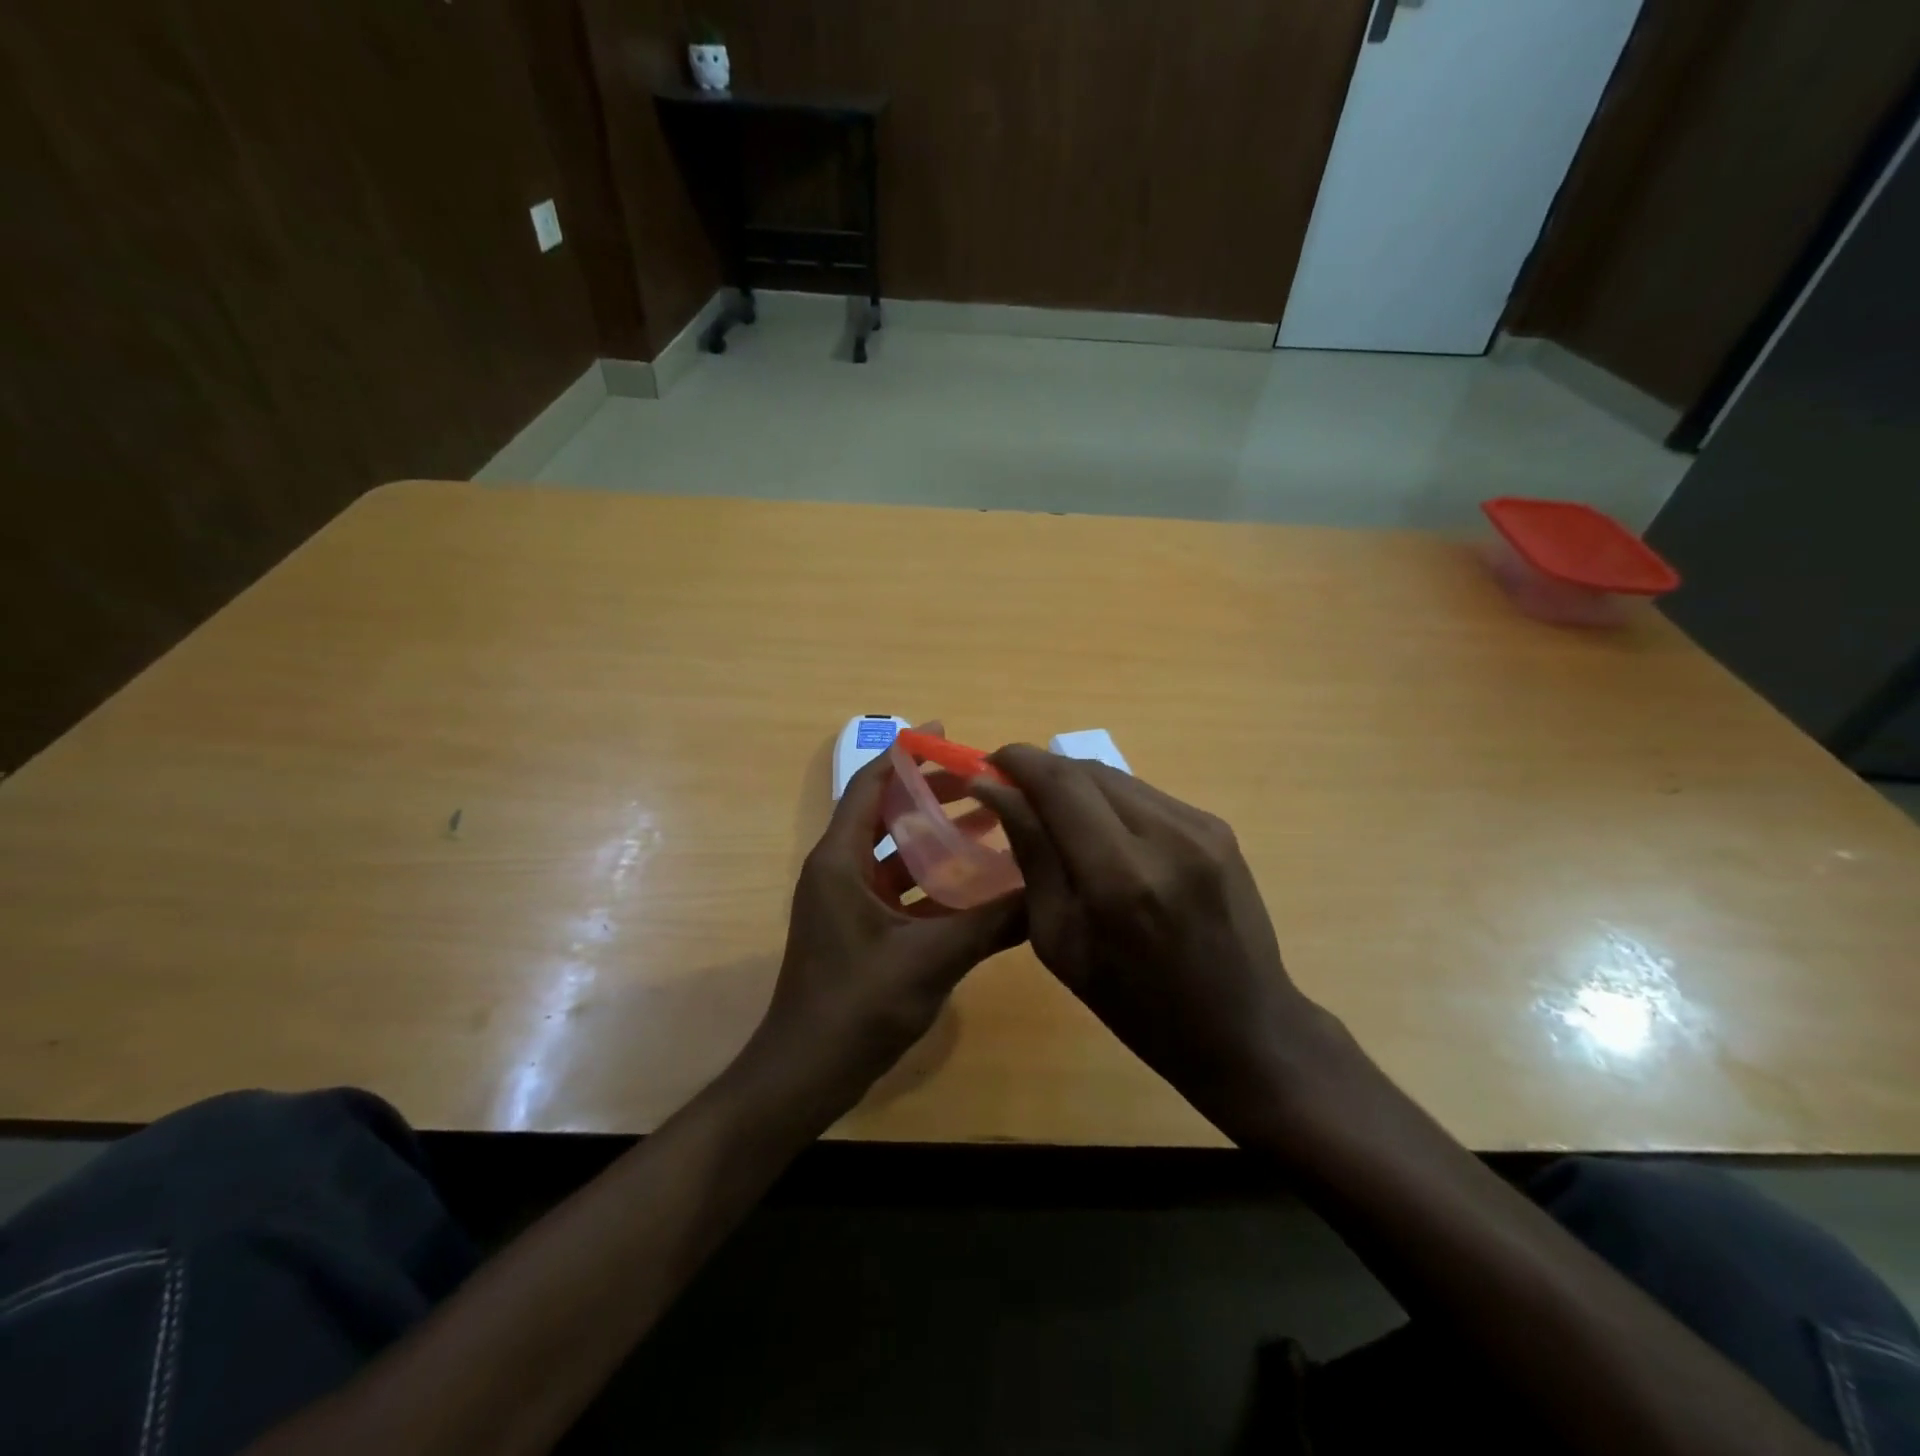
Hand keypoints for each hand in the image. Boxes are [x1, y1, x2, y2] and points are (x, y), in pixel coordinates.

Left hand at [744, 739, 1026, 1112]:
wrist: (804, 1076)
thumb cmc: (857, 1006)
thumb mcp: (931, 959)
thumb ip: (991, 924)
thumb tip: (1047, 892)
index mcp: (840, 861)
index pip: (870, 784)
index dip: (906, 755)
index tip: (947, 734)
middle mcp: (839, 871)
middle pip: (885, 813)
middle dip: (931, 793)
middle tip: (983, 781)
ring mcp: (847, 903)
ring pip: (895, 853)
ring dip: (935, 837)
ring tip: (989, 824)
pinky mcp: (859, 931)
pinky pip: (899, 889)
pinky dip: (932, 879)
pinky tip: (974, 885)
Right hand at [971, 746, 1343, 1136]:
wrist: (1243, 1028)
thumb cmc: (1136, 1004)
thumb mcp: (1060, 941)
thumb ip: (1032, 854)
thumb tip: (995, 791)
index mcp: (1120, 877)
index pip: (1059, 783)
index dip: (1017, 761)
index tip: (987, 765)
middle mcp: (1166, 836)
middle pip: (1087, 770)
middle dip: (1041, 771)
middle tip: (1012, 791)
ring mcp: (1201, 827)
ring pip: (1117, 777)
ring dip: (1076, 785)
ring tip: (1053, 814)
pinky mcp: (1218, 827)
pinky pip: (1146, 795)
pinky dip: (1111, 802)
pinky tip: (1102, 832)